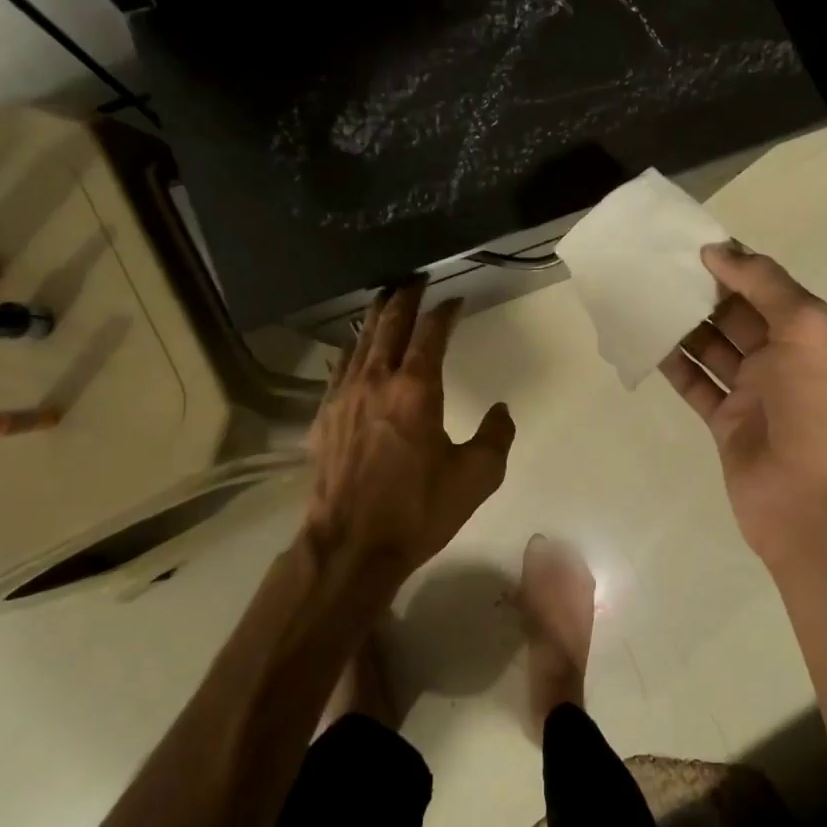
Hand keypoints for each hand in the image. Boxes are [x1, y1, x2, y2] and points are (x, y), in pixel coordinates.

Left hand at [307, 281, 515, 578]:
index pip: (432, 333)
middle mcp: (376, 381)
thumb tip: (502, 411)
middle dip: (404, 297)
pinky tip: (353, 349)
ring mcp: (344, 397)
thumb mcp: (476, 477)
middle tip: (415, 280)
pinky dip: (351, 350)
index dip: (445, 311)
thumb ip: (496, 437)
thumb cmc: (418, 510)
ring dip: (375, 317)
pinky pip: (339, 369)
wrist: (351, 546)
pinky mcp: (324, 417)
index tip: (456, 300)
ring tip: (385, 300)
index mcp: (416, 388)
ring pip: (360, 341)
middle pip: (389, 324)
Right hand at [659, 244, 826, 570]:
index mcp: (807, 334)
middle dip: (702, 292)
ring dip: (683, 324)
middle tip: (656, 268)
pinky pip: (695, 383)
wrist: (811, 504)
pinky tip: (645, 341)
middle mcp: (781, 358)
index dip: (732, 264)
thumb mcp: (807, 330)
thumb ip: (765, 285)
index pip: (766, 287)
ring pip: (711, 347)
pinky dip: (673, 364)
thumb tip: (720, 251)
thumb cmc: (816, 410)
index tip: (689, 244)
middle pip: (735, 314)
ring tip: (644, 297)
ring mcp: (752, 391)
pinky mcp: (725, 422)